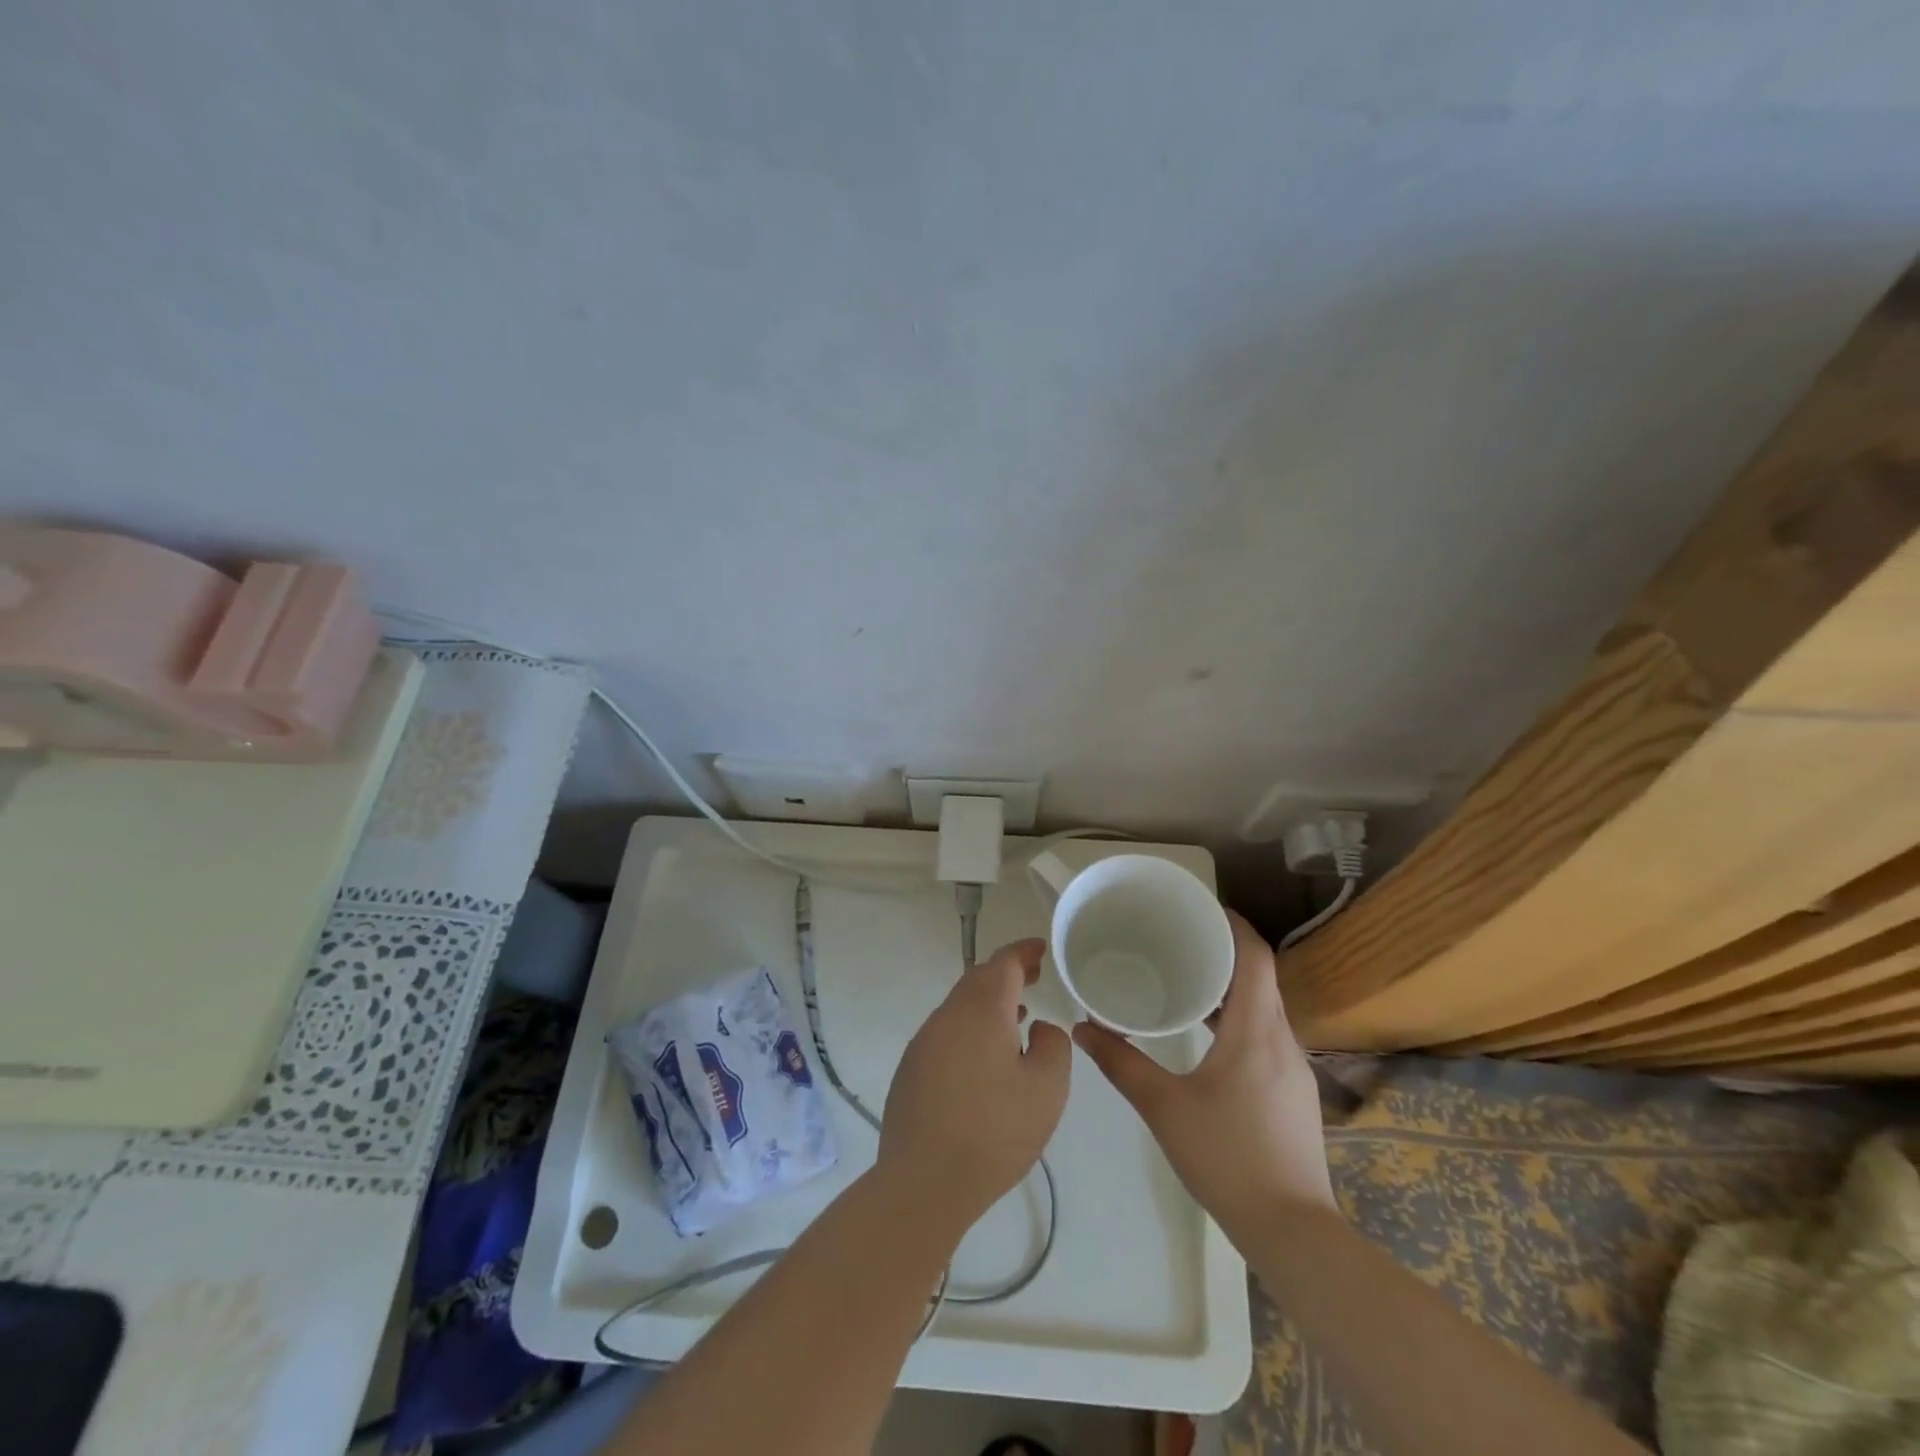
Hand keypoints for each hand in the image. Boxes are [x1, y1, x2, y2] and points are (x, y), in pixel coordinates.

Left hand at [878, 939, 1071, 1238]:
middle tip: (1033, 977)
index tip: (1040, 948)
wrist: (924, 1181)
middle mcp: (948, 1016)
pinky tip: (984, 1059)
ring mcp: (924, 1042)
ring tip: (1016, 1018)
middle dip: (1006, 973)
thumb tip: (1037, 1027)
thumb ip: (1052, 1046)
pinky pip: (946, 1033)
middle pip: (978, 980)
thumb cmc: (994, 1131)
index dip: (1024, 952)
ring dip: (988, 1003)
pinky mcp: (911, 1069)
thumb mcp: (1047, 1089)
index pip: (1003, 963)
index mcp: (981, 1010)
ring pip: (960, 1007)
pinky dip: (970, 1029)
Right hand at [1074, 912, 1334, 1240]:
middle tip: (1180, 940)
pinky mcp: (1294, 1092)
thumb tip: (1083, 1028)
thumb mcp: (1163, 1107)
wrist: (1292, 1230)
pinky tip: (1208, 1037)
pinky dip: (1239, 1019)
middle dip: (1224, 952)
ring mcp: (1293, 1068)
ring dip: (1231, 988)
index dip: (1233, 924)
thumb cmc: (1226, 1157)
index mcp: (1255, 1030)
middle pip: (1260, 977)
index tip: (1200, 909)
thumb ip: (1121, 1063)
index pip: (1255, 956)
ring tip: (1187, 980)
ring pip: (1265, 1007)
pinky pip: (1267, 1034)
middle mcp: (1282, 1039)